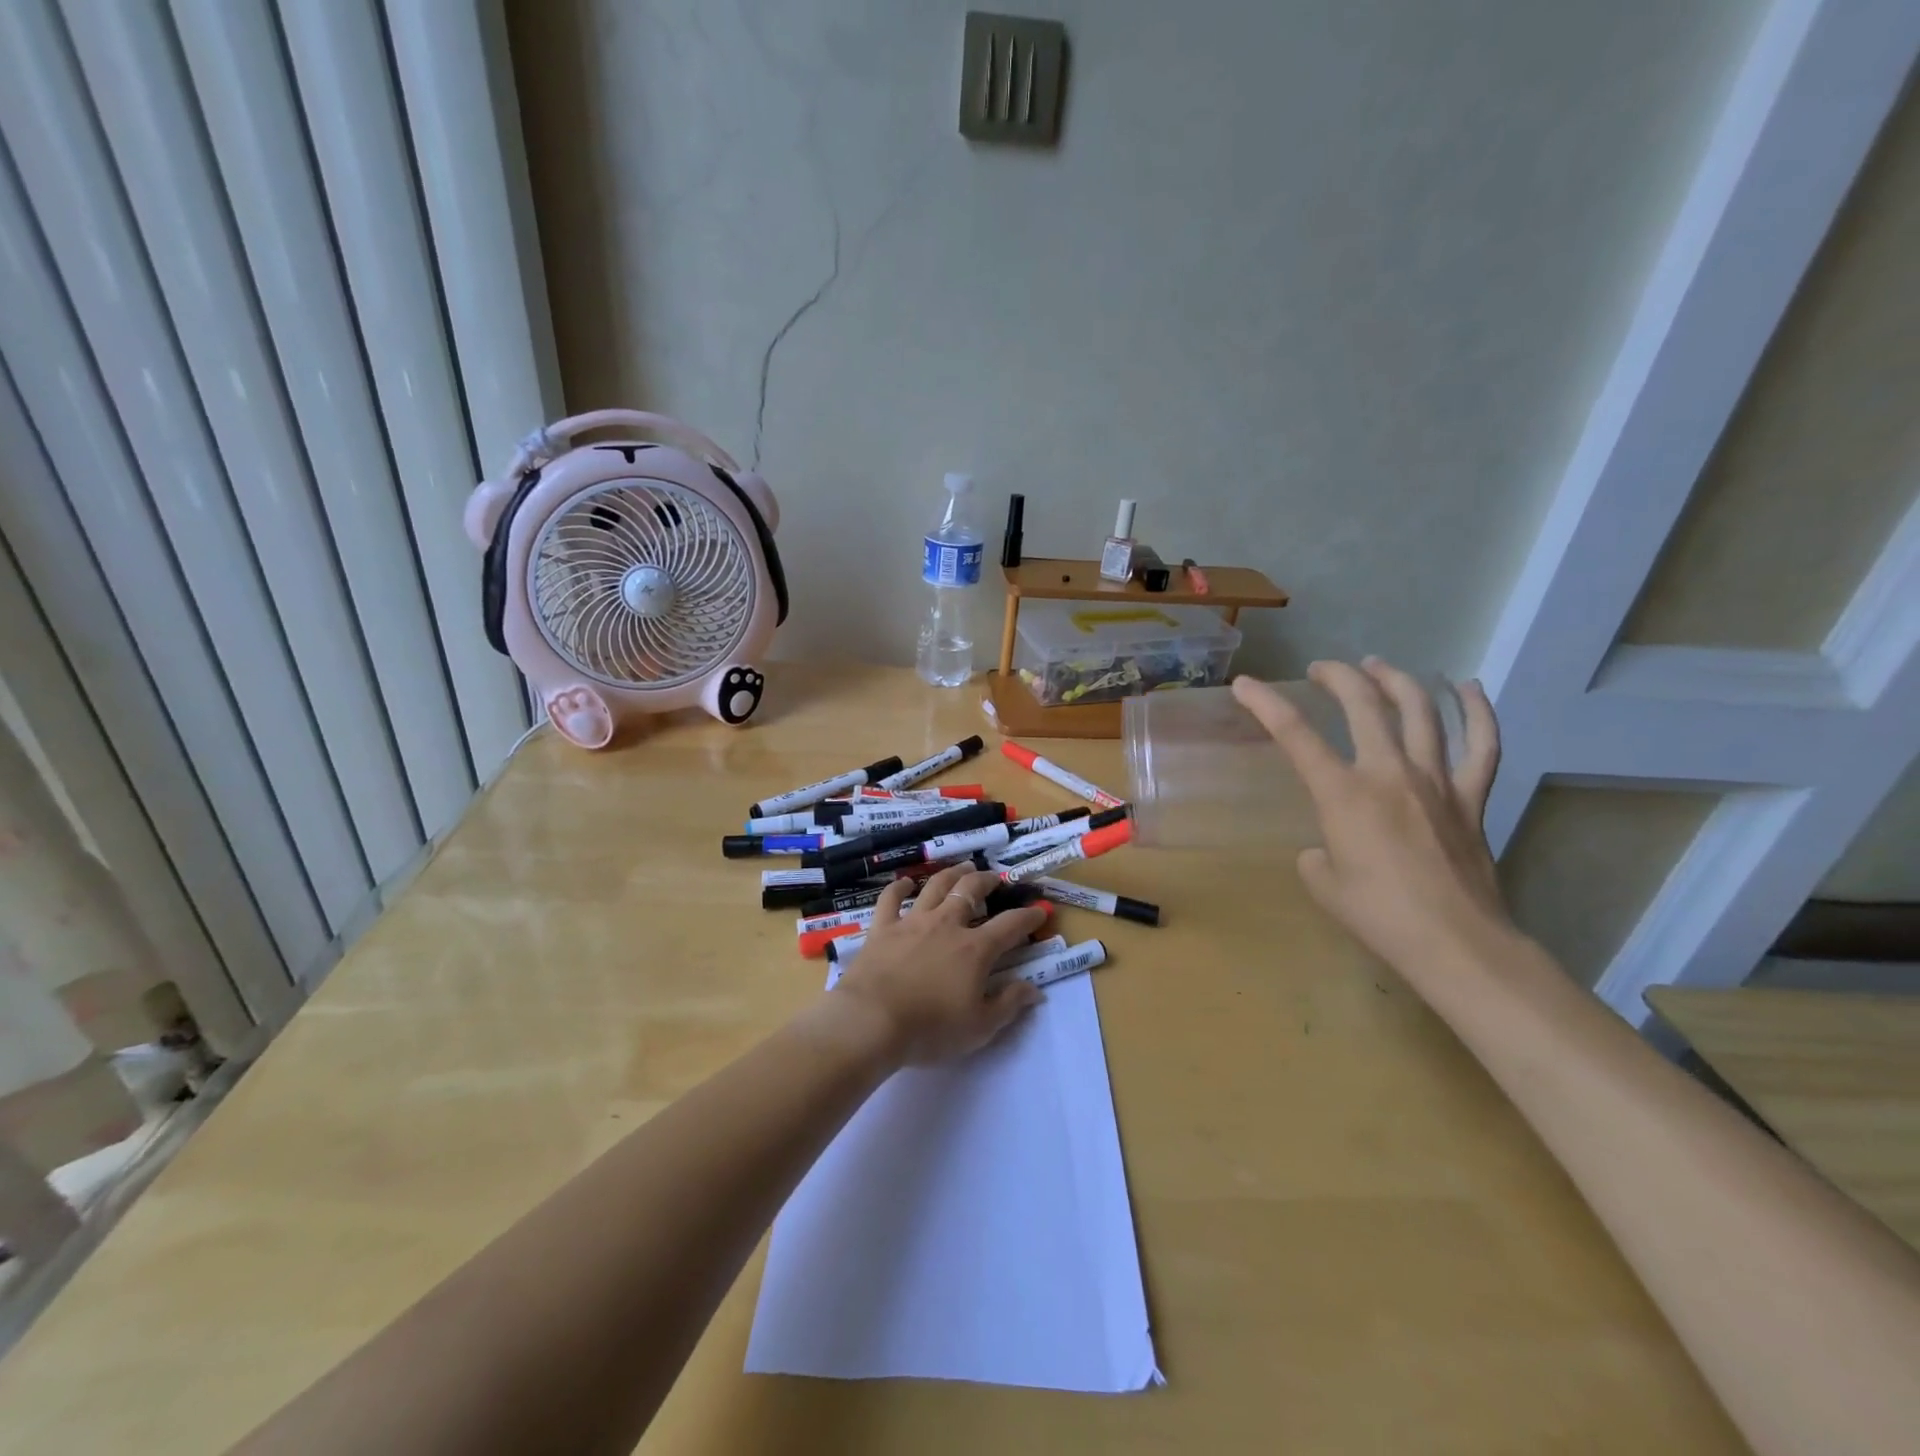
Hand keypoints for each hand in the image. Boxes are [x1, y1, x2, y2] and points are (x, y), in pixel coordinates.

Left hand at [831, 866, 1049, 1065]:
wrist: (872, 1021)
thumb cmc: (930, 1028)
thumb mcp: (980, 1027)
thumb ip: (1009, 1004)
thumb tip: (1034, 990)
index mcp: (975, 949)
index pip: (1010, 925)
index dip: (1028, 916)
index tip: (1039, 910)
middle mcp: (947, 924)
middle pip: (971, 891)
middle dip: (987, 881)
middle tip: (994, 878)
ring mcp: (913, 922)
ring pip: (936, 886)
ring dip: (952, 873)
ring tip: (962, 868)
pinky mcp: (883, 927)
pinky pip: (891, 898)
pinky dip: (899, 887)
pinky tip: (906, 883)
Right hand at [1232, 659, 1507, 975]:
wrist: (1455, 943)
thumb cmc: (1379, 916)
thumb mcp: (1324, 884)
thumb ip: (1318, 855)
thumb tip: (1329, 849)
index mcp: (1344, 794)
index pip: (1295, 735)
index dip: (1266, 704)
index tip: (1246, 685)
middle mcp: (1389, 773)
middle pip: (1364, 705)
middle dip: (1338, 677)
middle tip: (1322, 669)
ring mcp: (1437, 781)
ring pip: (1420, 711)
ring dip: (1396, 680)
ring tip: (1378, 667)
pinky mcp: (1471, 798)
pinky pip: (1482, 745)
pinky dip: (1477, 712)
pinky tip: (1468, 688)